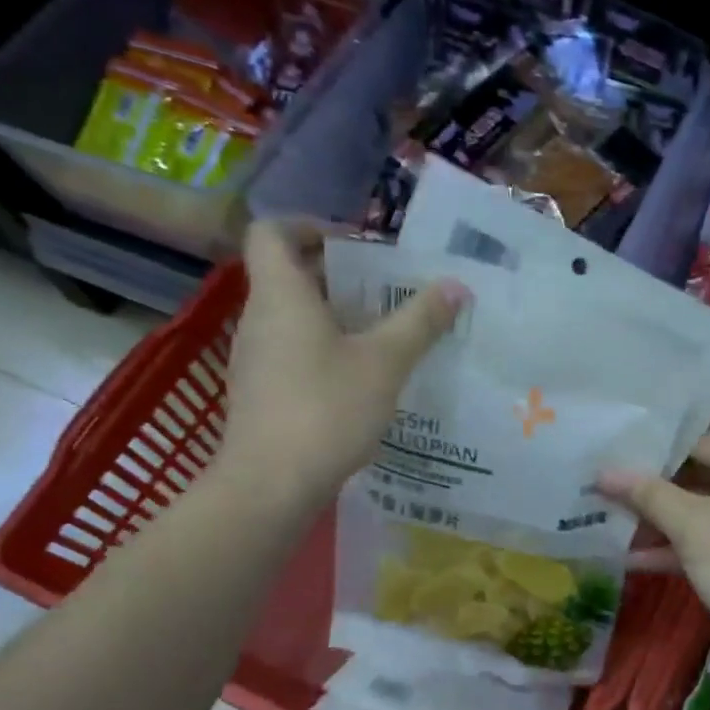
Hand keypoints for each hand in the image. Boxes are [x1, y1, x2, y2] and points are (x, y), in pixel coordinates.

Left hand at [222, 221, 467, 504]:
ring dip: (332, 319)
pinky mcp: (259, 396)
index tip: (352, 245)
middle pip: (287, 277)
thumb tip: (456, 286)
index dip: (308, 225)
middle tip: (385, 293)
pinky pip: (290, 355)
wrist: (270, 485)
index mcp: (281, 295)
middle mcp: (258, 320)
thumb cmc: (326, 409)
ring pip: (291, 320)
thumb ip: (420, 321)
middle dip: (336, 278)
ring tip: (380, 338)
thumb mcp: (385, 362)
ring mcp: (253, 361)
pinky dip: (321, 354)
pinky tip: (357, 384)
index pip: (272, 232)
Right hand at [598, 429, 709, 662]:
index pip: (699, 438)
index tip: (615, 457)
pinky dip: (681, 546)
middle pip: (700, 473)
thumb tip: (604, 471)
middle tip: (607, 488)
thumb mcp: (690, 525)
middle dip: (653, 486)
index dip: (655, 448)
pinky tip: (637, 561)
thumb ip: (647, 494)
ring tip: (612, 522)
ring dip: (662, 519)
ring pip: (703, 510)